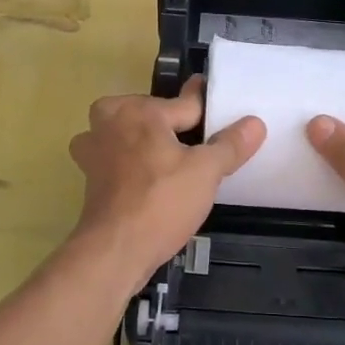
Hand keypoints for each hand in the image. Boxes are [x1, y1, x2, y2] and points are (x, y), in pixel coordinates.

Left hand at [67, 76, 264, 286]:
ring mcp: (93, 149)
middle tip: (198, 140)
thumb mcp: (206, 172)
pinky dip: (131, 163)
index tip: (214, 93)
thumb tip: (255, 123)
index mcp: (138, 111)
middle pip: (151, 114)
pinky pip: (116, 158)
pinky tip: (149, 178)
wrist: (114, 251)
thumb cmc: (161, 202)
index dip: (206, 106)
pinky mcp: (89, 176)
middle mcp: (109, 122)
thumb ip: (230, 144)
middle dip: (171, 123)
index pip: (184, 103)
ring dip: (146, 141)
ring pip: (129, 134)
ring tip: (171, 157)